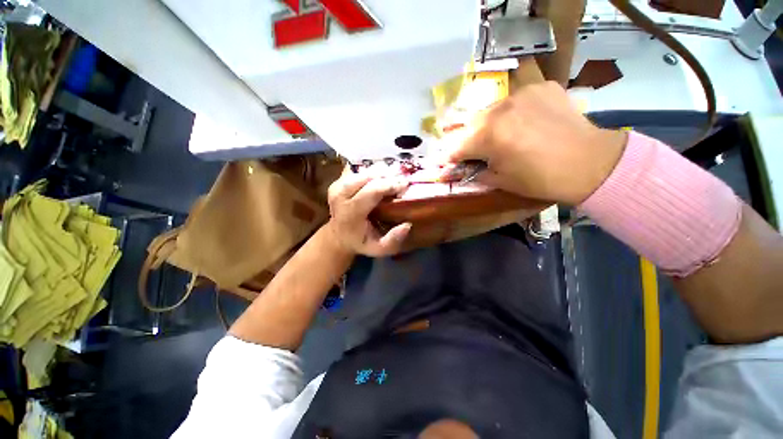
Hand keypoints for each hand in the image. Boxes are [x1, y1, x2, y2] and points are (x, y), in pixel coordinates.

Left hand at [326, 168, 411, 256]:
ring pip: (362, 171)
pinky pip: (357, 170)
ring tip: (395, 174)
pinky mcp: (337, 181)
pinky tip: (382, 174)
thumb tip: (407, 225)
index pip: (371, 191)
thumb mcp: (378, 249)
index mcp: (350, 213)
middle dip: (387, 176)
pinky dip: (372, 170)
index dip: (390, 185)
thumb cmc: (360, 242)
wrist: (339, 235)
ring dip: (380, 171)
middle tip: (403, 178)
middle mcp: (340, 197)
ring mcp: (336, 187)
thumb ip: (393, 241)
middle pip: (367, 177)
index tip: (405, 184)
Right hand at [447, 81, 627, 204]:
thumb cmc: (540, 179)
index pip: (457, 146)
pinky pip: (516, 98)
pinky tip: (525, 121)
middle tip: (476, 150)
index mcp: (488, 136)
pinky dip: (514, 111)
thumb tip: (464, 169)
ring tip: (502, 135)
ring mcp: (521, 93)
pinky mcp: (541, 86)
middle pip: (471, 124)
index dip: (450, 157)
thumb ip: (476, 172)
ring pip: (492, 109)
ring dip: (490, 124)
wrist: (590, 163)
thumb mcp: (500, 181)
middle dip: (469, 139)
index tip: (448, 162)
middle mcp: (499, 109)